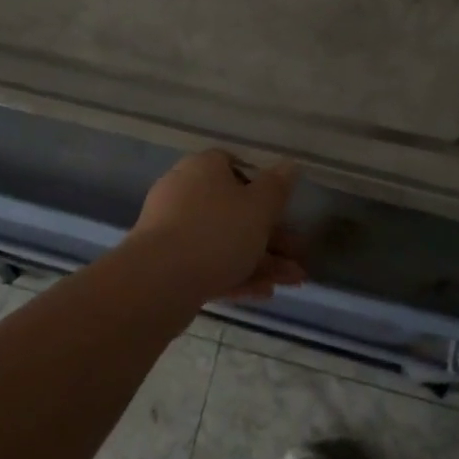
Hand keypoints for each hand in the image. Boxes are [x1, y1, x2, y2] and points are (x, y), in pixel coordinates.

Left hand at [125, 150, 304, 301]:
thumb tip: (289, 165)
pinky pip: (208, 263)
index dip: (261, 186)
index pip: (234, 165)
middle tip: (298, 256)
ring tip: (294, 282)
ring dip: (261, 260)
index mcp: (203, 167)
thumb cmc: (217, 231)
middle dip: (271, 235)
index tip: (282, 208)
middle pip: (234, 209)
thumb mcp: (259, 207)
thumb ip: (277, 187)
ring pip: (224, 240)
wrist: (160, 280)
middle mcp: (184, 191)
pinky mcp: (167, 263)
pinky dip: (236, 274)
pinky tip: (264, 293)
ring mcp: (172, 228)